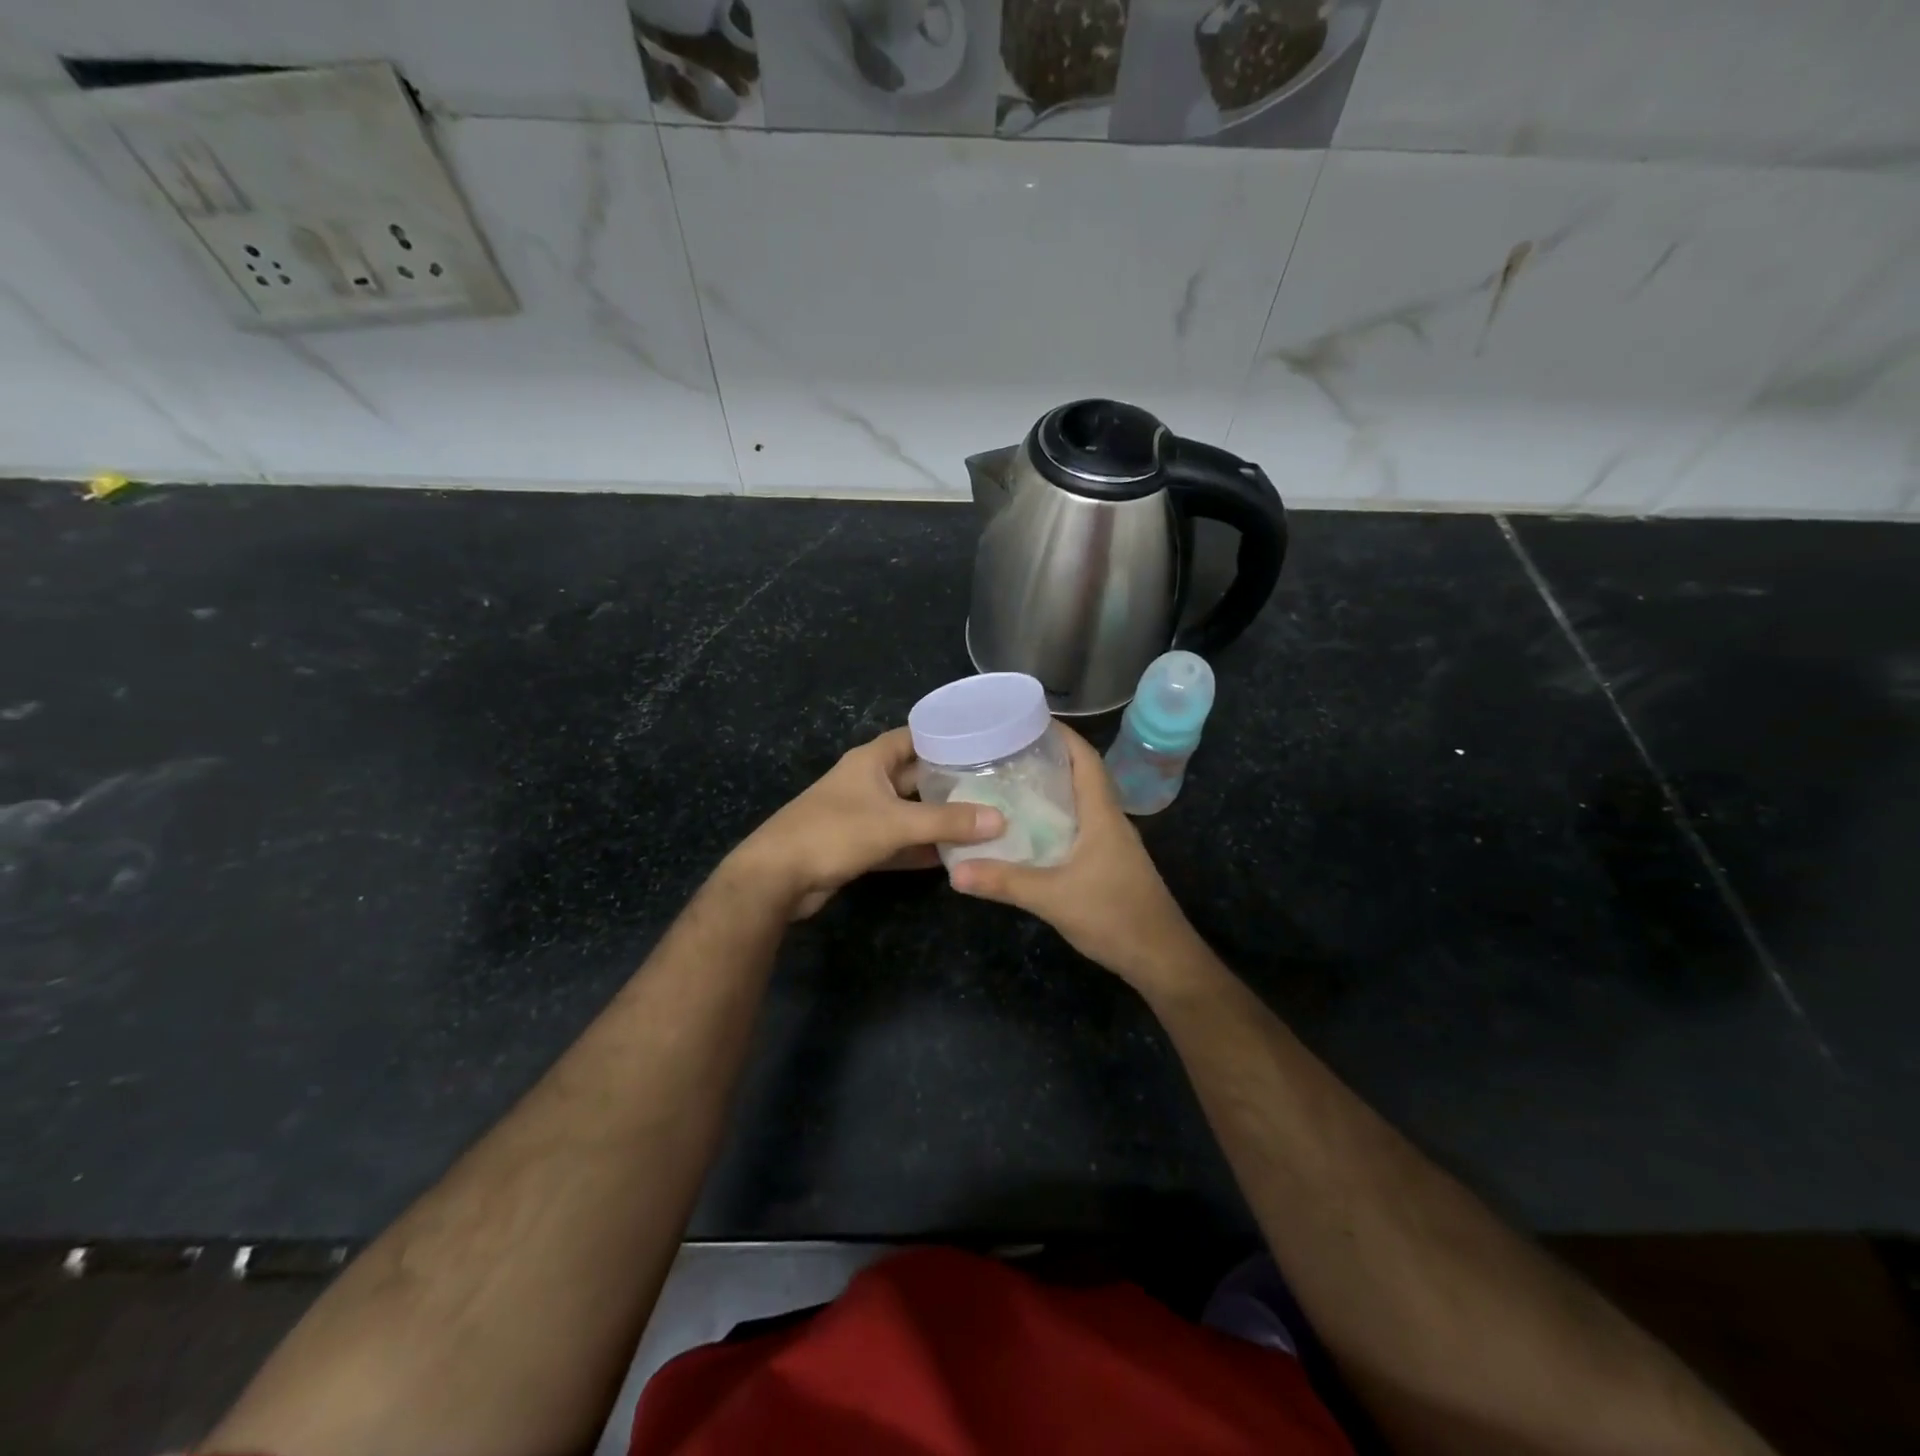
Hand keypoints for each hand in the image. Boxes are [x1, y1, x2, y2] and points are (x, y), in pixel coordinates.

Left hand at [729, 726, 1003, 918]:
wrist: (777, 877)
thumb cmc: (834, 833)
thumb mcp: (895, 823)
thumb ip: (947, 822)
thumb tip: (1000, 820)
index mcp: (872, 760)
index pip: (916, 736)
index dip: (947, 737)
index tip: (985, 744)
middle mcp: (868, 781)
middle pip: (916, 775)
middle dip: (950, 782)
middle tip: (994, 787)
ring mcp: (862, 814)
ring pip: (909, 811)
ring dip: (938, 818)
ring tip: (982, 821)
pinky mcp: (859, 845)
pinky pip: (899, 840)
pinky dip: (921, 847)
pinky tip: (952, 856)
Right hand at [948, 724, 1211, 992]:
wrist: (1160, 958)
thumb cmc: (1114, 916)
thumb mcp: (1053, 898)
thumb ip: (1005, 882)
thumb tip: (955, 870)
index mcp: (1102, 814)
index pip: (1085, 759)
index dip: (1061, 735)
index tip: (1025, 720)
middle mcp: (1108, 821)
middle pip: (1080, 776)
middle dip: (1046, 758)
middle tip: (1002, 752)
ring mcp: (1110, 844)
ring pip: (1078, 803)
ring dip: (1050, 790)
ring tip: (1007, 783)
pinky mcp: (1107, 864)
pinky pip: (1077, 827)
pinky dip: (1053, 819)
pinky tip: (1026, 831)